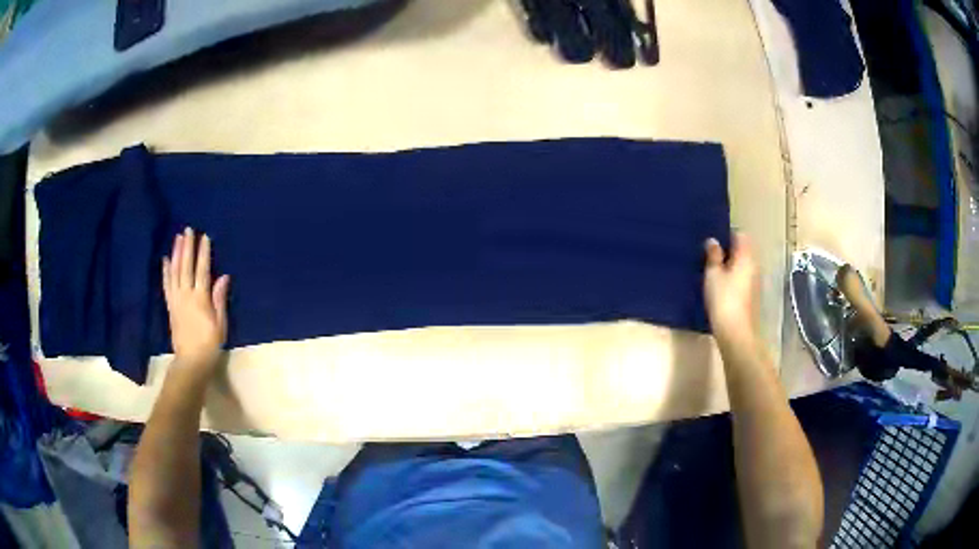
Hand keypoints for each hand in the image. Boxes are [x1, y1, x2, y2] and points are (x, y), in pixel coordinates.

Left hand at [163, 228, 229, 377]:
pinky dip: (166, 271)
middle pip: (186, 267)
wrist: (191, 361)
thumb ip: (219, 299)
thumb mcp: (220, 324)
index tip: (204, 237)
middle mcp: (186, 295)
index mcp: (201, 299)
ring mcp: (176, 300)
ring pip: (175, 272)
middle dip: (187, 247)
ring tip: (178, 238)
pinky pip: (166, 285)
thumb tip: (223, 277)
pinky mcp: (170, 306)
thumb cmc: (210, 344)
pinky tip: (165, 259)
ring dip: (176, 254)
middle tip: (188, 230)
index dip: (203, 253)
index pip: (202, 270)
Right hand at [704, 232, 759, 347]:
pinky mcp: (752, 297)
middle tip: (710, 255)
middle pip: (743, 251)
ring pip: (743, 266)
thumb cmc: (724, 300)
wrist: (737, 334)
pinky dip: (733, 279)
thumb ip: (713, 256)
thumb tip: (713, 241)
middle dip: (729, 250)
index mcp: (746, 256)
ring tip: (713, 270)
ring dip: (730, 266)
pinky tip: (720, 287)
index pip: (740, 235)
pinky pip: (742, 279)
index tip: (713, 240)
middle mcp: (754, 266)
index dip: (727, 235)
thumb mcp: (713, 275)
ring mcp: (755, 282)